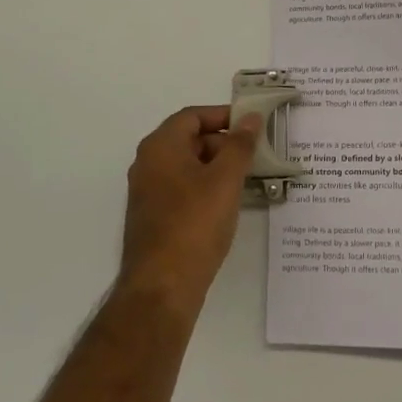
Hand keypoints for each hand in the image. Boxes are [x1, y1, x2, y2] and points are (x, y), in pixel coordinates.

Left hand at [119, 105, 260, 311]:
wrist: (163, 286)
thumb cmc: (195, 224)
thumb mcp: (225, 180)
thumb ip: (240, 145)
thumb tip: (250, 118)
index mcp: (160, 147)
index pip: (192, 116)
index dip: (222, 116)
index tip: (251, 126)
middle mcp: (148, 163)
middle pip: (188, 139)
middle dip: (223, 143)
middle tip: (254, 156)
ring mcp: (148, 192)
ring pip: (187, 166)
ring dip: (216, 167)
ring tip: (246, 180)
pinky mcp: (153, 216)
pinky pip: (182, 188)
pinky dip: (205, 187)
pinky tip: (226, 205)